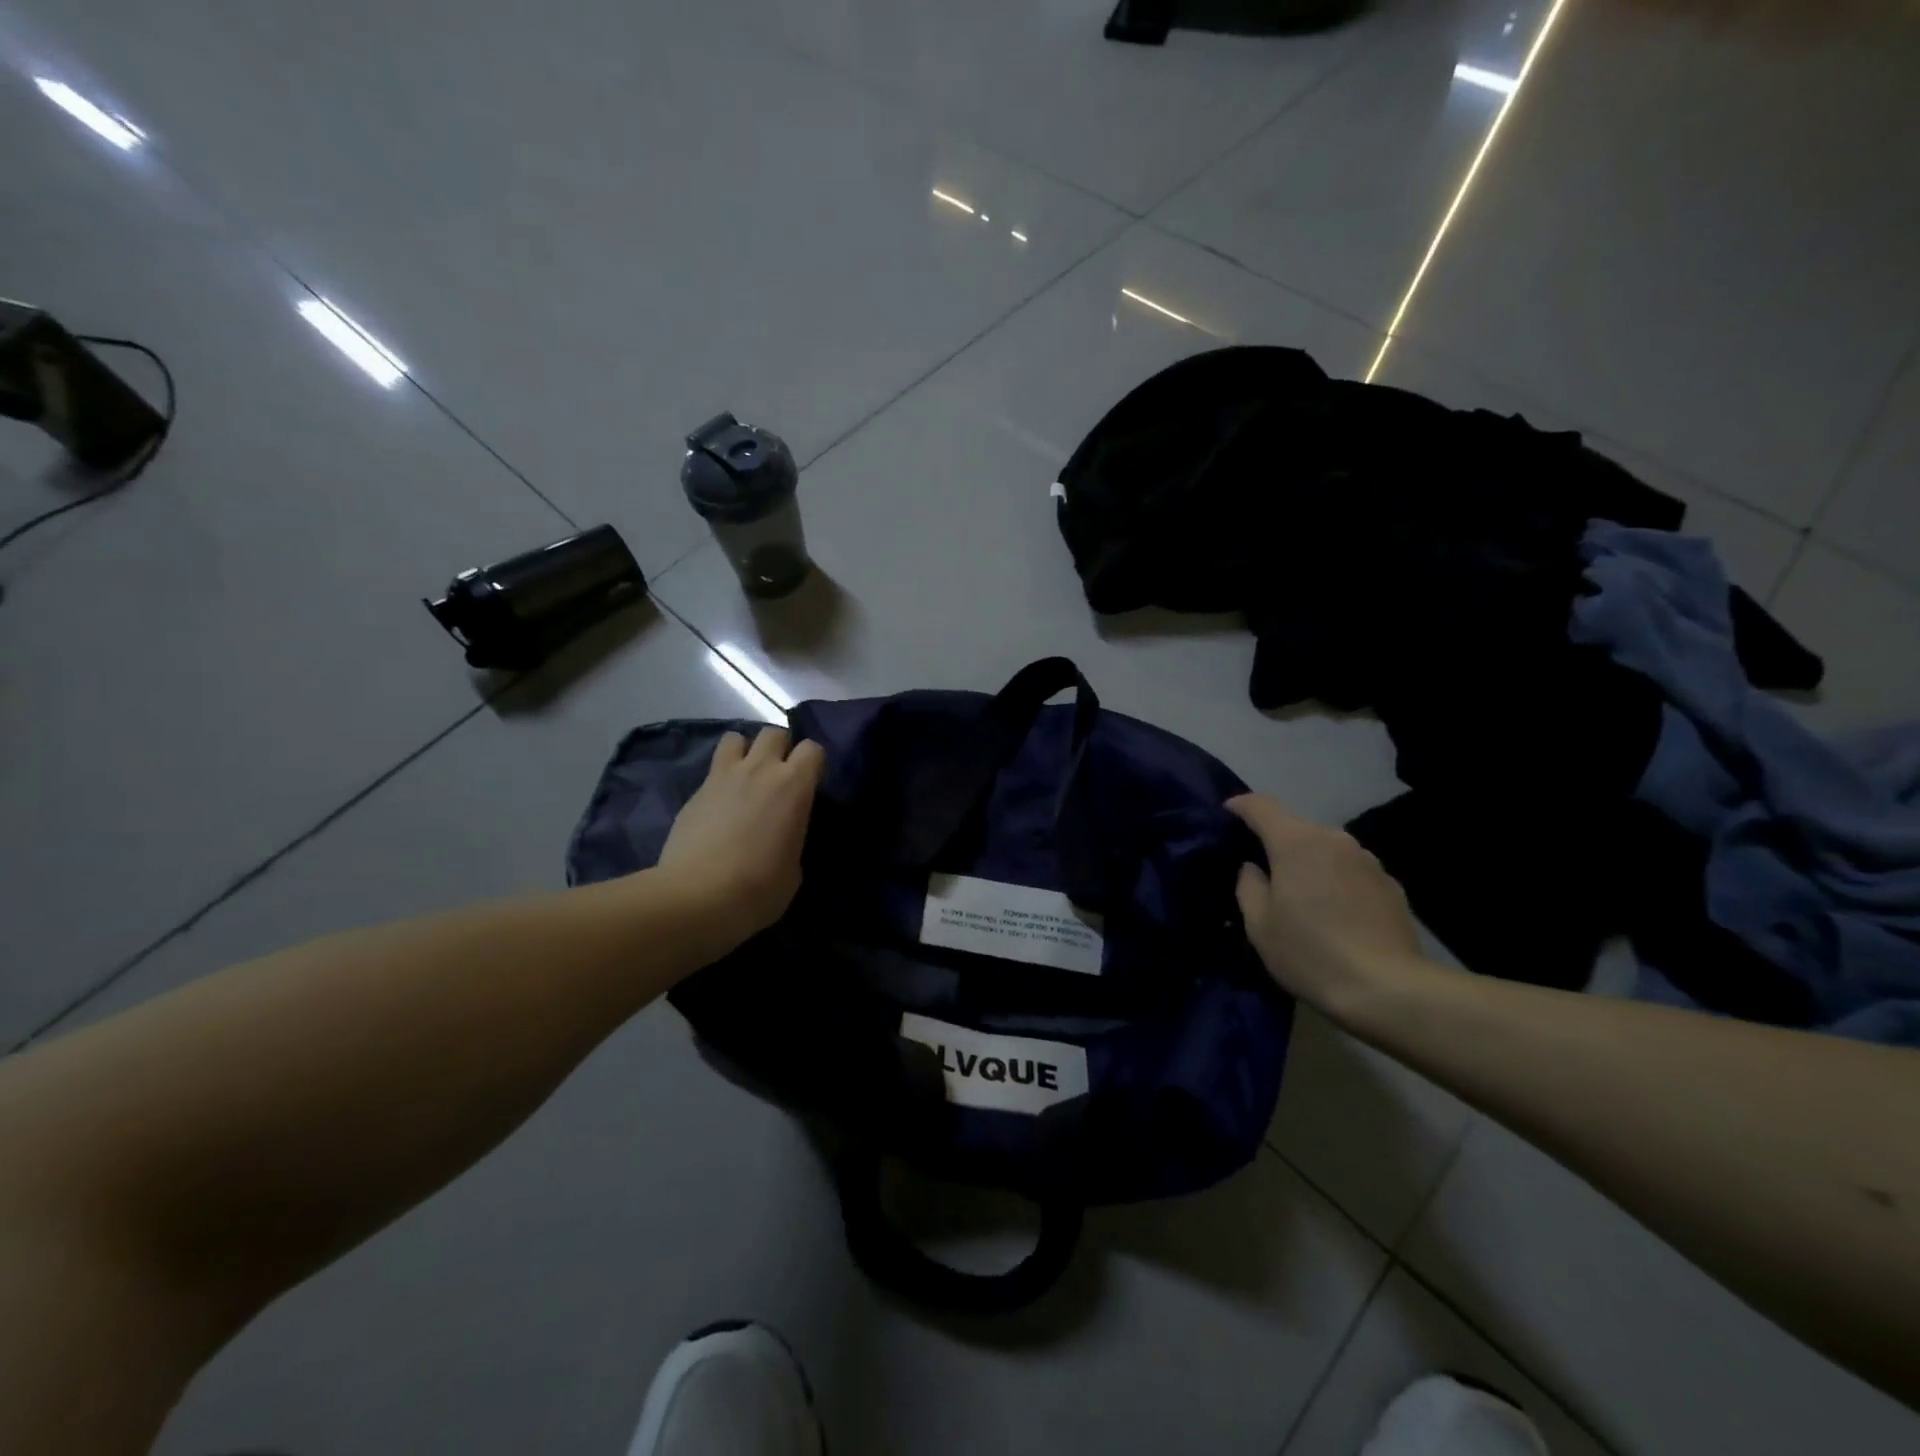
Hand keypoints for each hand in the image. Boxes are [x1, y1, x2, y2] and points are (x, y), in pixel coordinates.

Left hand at [658, 728, 825, 954]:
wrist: (697, 898)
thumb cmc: (760, 888)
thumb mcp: (795, 866)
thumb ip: (793, 834)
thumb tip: (784, 832)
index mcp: (794, 785)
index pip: (812, 748)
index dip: (813, 764)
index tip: (810, 785)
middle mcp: (759, 769)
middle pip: (774, 733)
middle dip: (779, 749)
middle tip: (778, 778)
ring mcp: (722, 776)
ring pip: (736, 738)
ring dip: (745, 752)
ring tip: (746, 778)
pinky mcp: (695, 792)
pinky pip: (713, 769)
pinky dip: (720, 779)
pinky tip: (720, 805)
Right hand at [1226, 794, 1432, 1023]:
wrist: (1387, 989)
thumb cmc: (1310, 953)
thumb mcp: (1259, 925)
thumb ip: (1248, 885)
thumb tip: (1253, 868)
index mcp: (1296, 842)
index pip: (1261, 806)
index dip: (1240, 806)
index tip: (1227, 815)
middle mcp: (1334, 839)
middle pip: (1296, 828)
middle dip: (1276, 843)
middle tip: (1262, 871)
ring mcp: (1367, 860)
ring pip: (1326, 849)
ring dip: (1310, 863)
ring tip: (1302, 896)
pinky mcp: (1390, 884)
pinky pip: (1351, 871)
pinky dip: (1337, 881)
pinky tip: (1336, 914)